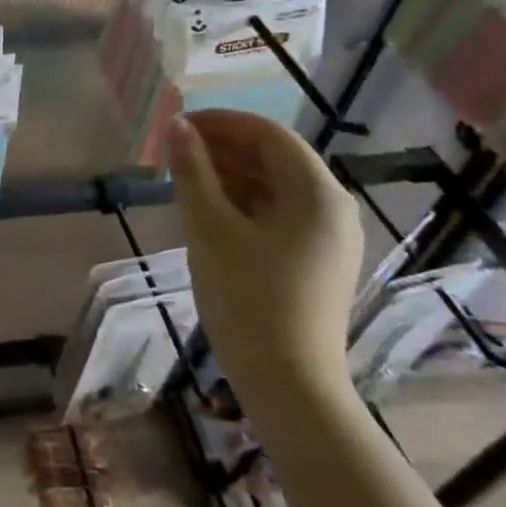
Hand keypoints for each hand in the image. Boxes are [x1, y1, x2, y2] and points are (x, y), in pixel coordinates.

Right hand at [167, 110, 362, 406]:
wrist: (288, 384)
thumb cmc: (247, 298)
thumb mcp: (210, 228)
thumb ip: (192, 171)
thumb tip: (177, 125)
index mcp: (317, 193)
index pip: (268, 134)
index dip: (221, 122)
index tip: (177, 125)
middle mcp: (332, 208)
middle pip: (274, 158)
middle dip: (222, 148)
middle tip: (173, 151)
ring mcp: (328, 237)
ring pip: (274, 186)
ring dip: (229, 174)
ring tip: (183, 178)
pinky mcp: (316, 261)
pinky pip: (277, 214)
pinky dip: (242, 202)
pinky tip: (208, 210)